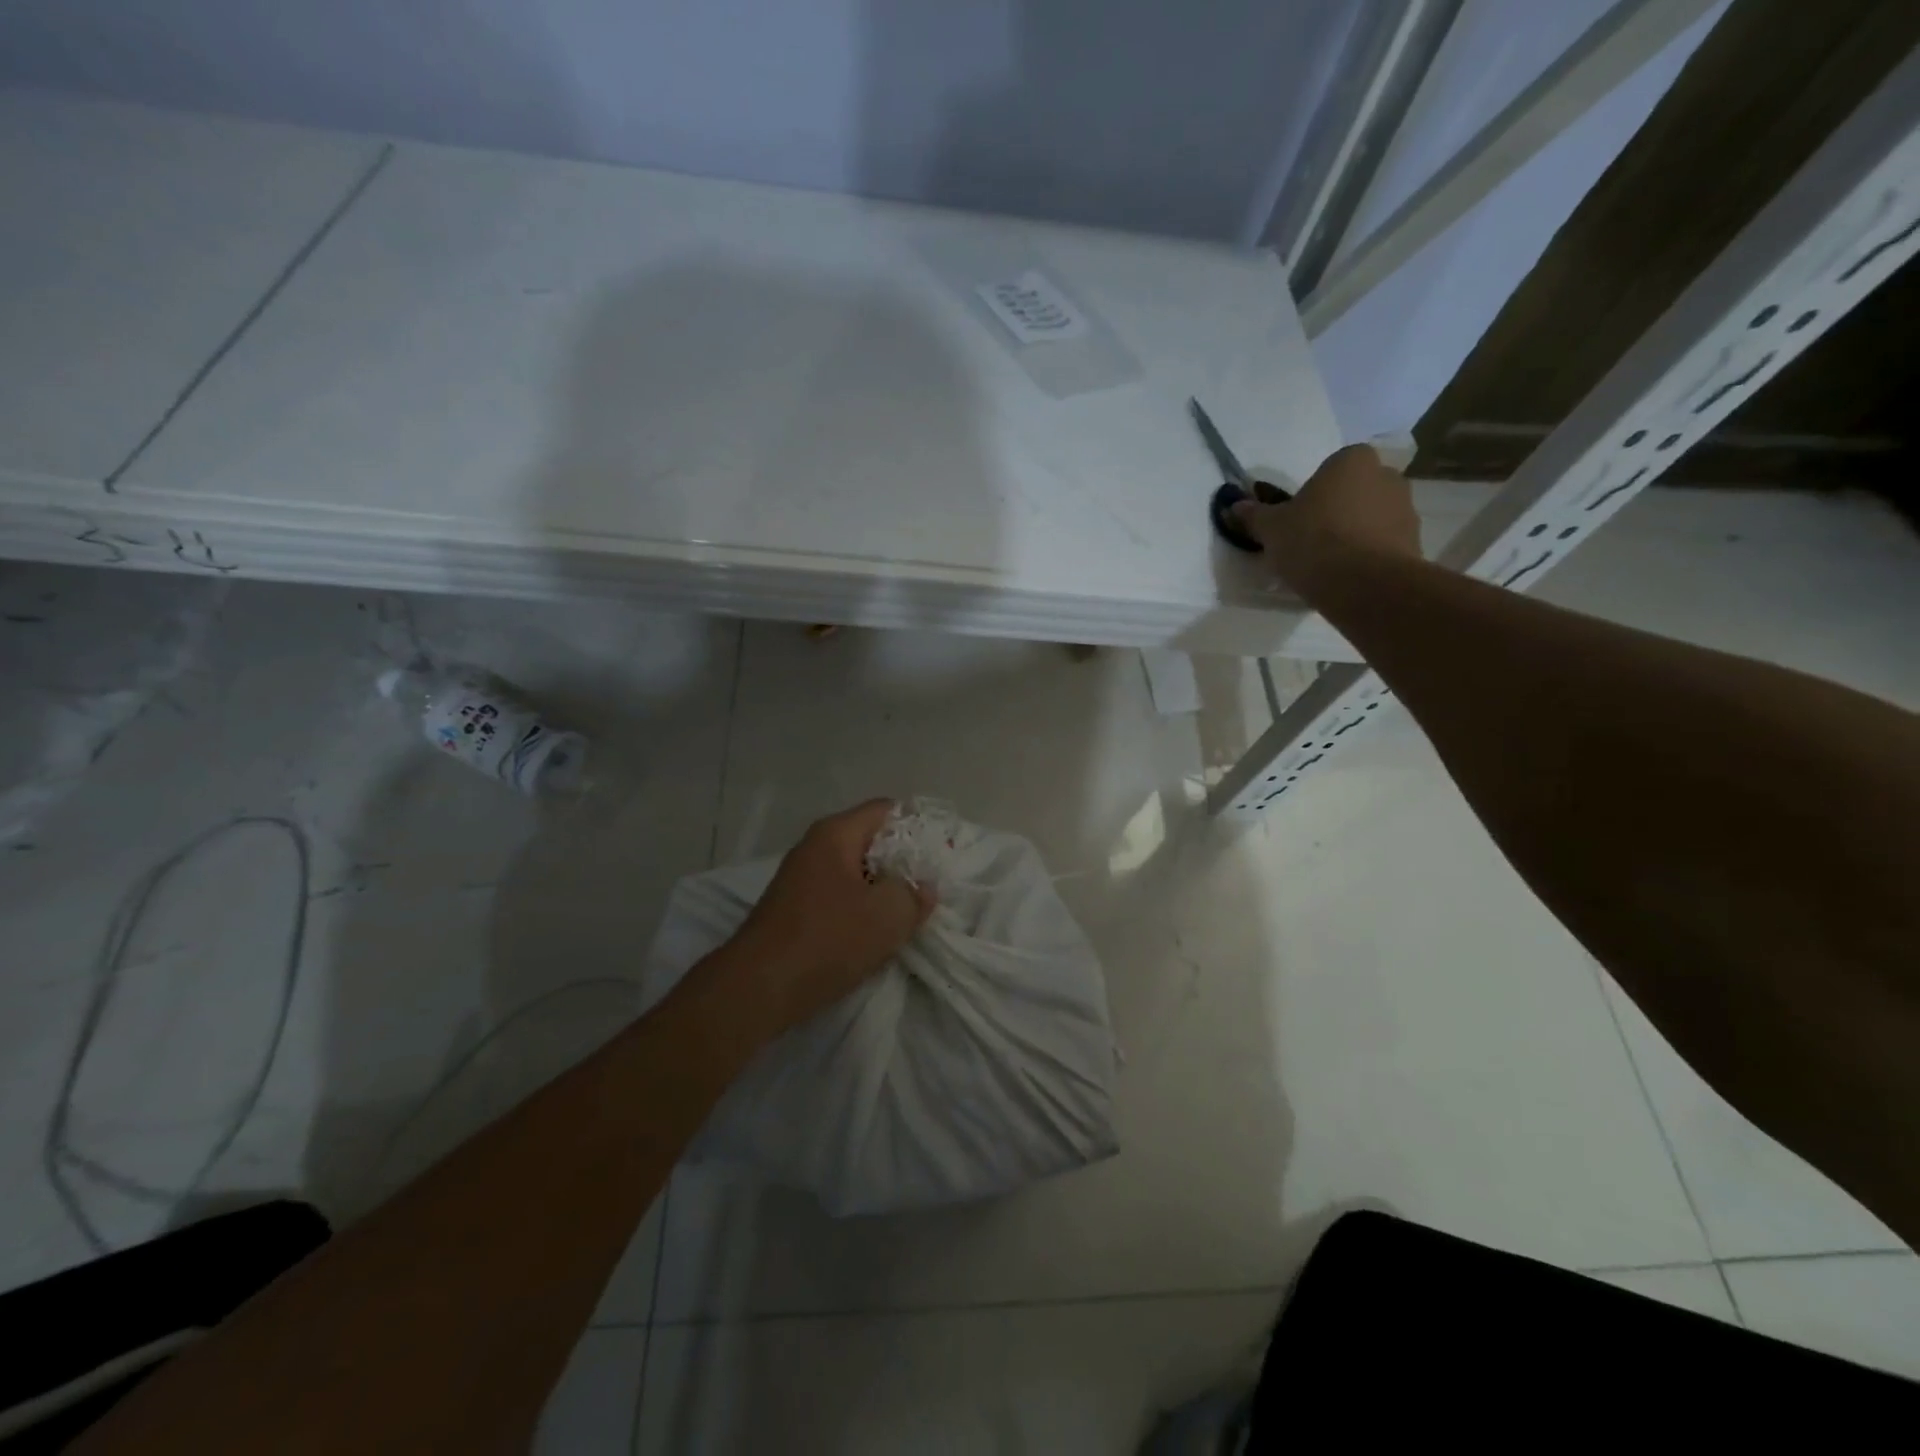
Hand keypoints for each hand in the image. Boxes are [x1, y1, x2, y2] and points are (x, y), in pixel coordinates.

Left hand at [720, 799, 935, 1036]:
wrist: (757, 990)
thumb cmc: (826, 940)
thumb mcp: (887, 916)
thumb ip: (914, 895)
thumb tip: (921, 888)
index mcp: (836, 834)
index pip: (887, 810)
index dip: (919, 827)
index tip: (940, 856)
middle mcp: (815, 848)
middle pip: (870, 841)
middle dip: (902, 864)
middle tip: (928, 890)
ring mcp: (801, 879)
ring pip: (855, 874)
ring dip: (881, 892)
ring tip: (906, 916)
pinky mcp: (794, 910)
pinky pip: (838, 898)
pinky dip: (859, 911)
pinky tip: (873, 936)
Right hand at [1231, 443, 1422, 594]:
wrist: (1363, 583)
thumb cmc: (1313, 541)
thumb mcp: (1271, 528)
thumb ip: (1254, 515)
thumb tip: (1234, 506)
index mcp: (1352, 460)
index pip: (1331, 468)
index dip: (1313, 493)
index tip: (1298, 518)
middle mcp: (1386, 475)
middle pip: (1355, 490)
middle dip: (1337, 510)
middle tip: (1311, 540)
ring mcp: (1406, 508)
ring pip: (1371, 516)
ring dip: (1355, 533)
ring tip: (1329, 564)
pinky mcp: (1415, 541)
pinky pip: (1384, 543)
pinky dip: (1369, 554)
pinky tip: (1348, 576)